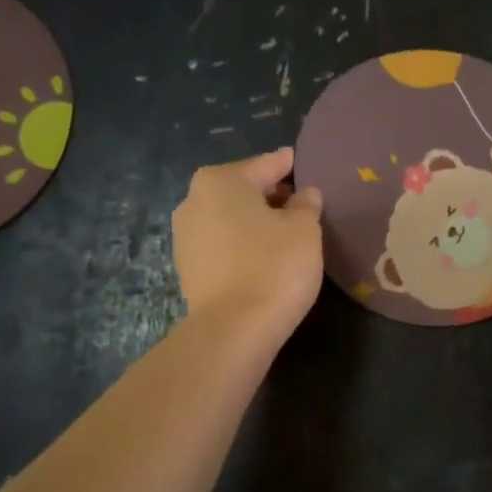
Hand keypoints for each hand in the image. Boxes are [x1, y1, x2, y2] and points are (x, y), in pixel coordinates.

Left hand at [173, 147, 324, 343]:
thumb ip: (306, 204)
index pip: (264, 165)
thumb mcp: (304, 229)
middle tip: (299, 202)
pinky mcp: (187, 268)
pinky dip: (241, 242)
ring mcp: (185, 236)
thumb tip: (304, 195)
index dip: (286, 165)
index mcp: (221, 181)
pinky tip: (263, 255)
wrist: (233, 330)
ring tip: (283, 231)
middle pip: (241, 189)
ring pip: (229, 217)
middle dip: (269, 194)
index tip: (298, 161)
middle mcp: (194, 201)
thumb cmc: (274, 266)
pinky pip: (222, 243)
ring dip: (253, 220)